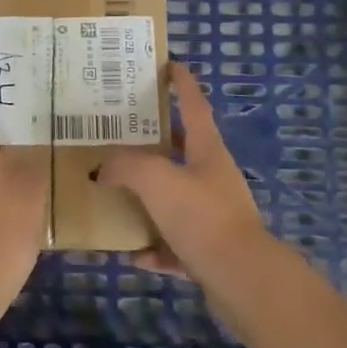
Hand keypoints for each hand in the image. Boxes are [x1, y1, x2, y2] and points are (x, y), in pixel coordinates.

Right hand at [97, 61, 276, 300]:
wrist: (244, 282)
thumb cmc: (203, 217)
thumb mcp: (156, 181)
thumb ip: (125, 166)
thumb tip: (101, 168)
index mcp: (208, 151)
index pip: (194, 105)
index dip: (182, 84)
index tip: (170, 65)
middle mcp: (213, 178)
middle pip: (183, 150)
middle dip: (156, 140)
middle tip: (122, 131)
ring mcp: (214, 215)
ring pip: (176, 198)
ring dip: (150, 197)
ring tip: (118, 193)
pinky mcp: (210, 252)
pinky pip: (175, 244)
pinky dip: (156, 247)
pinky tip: (134, 253)